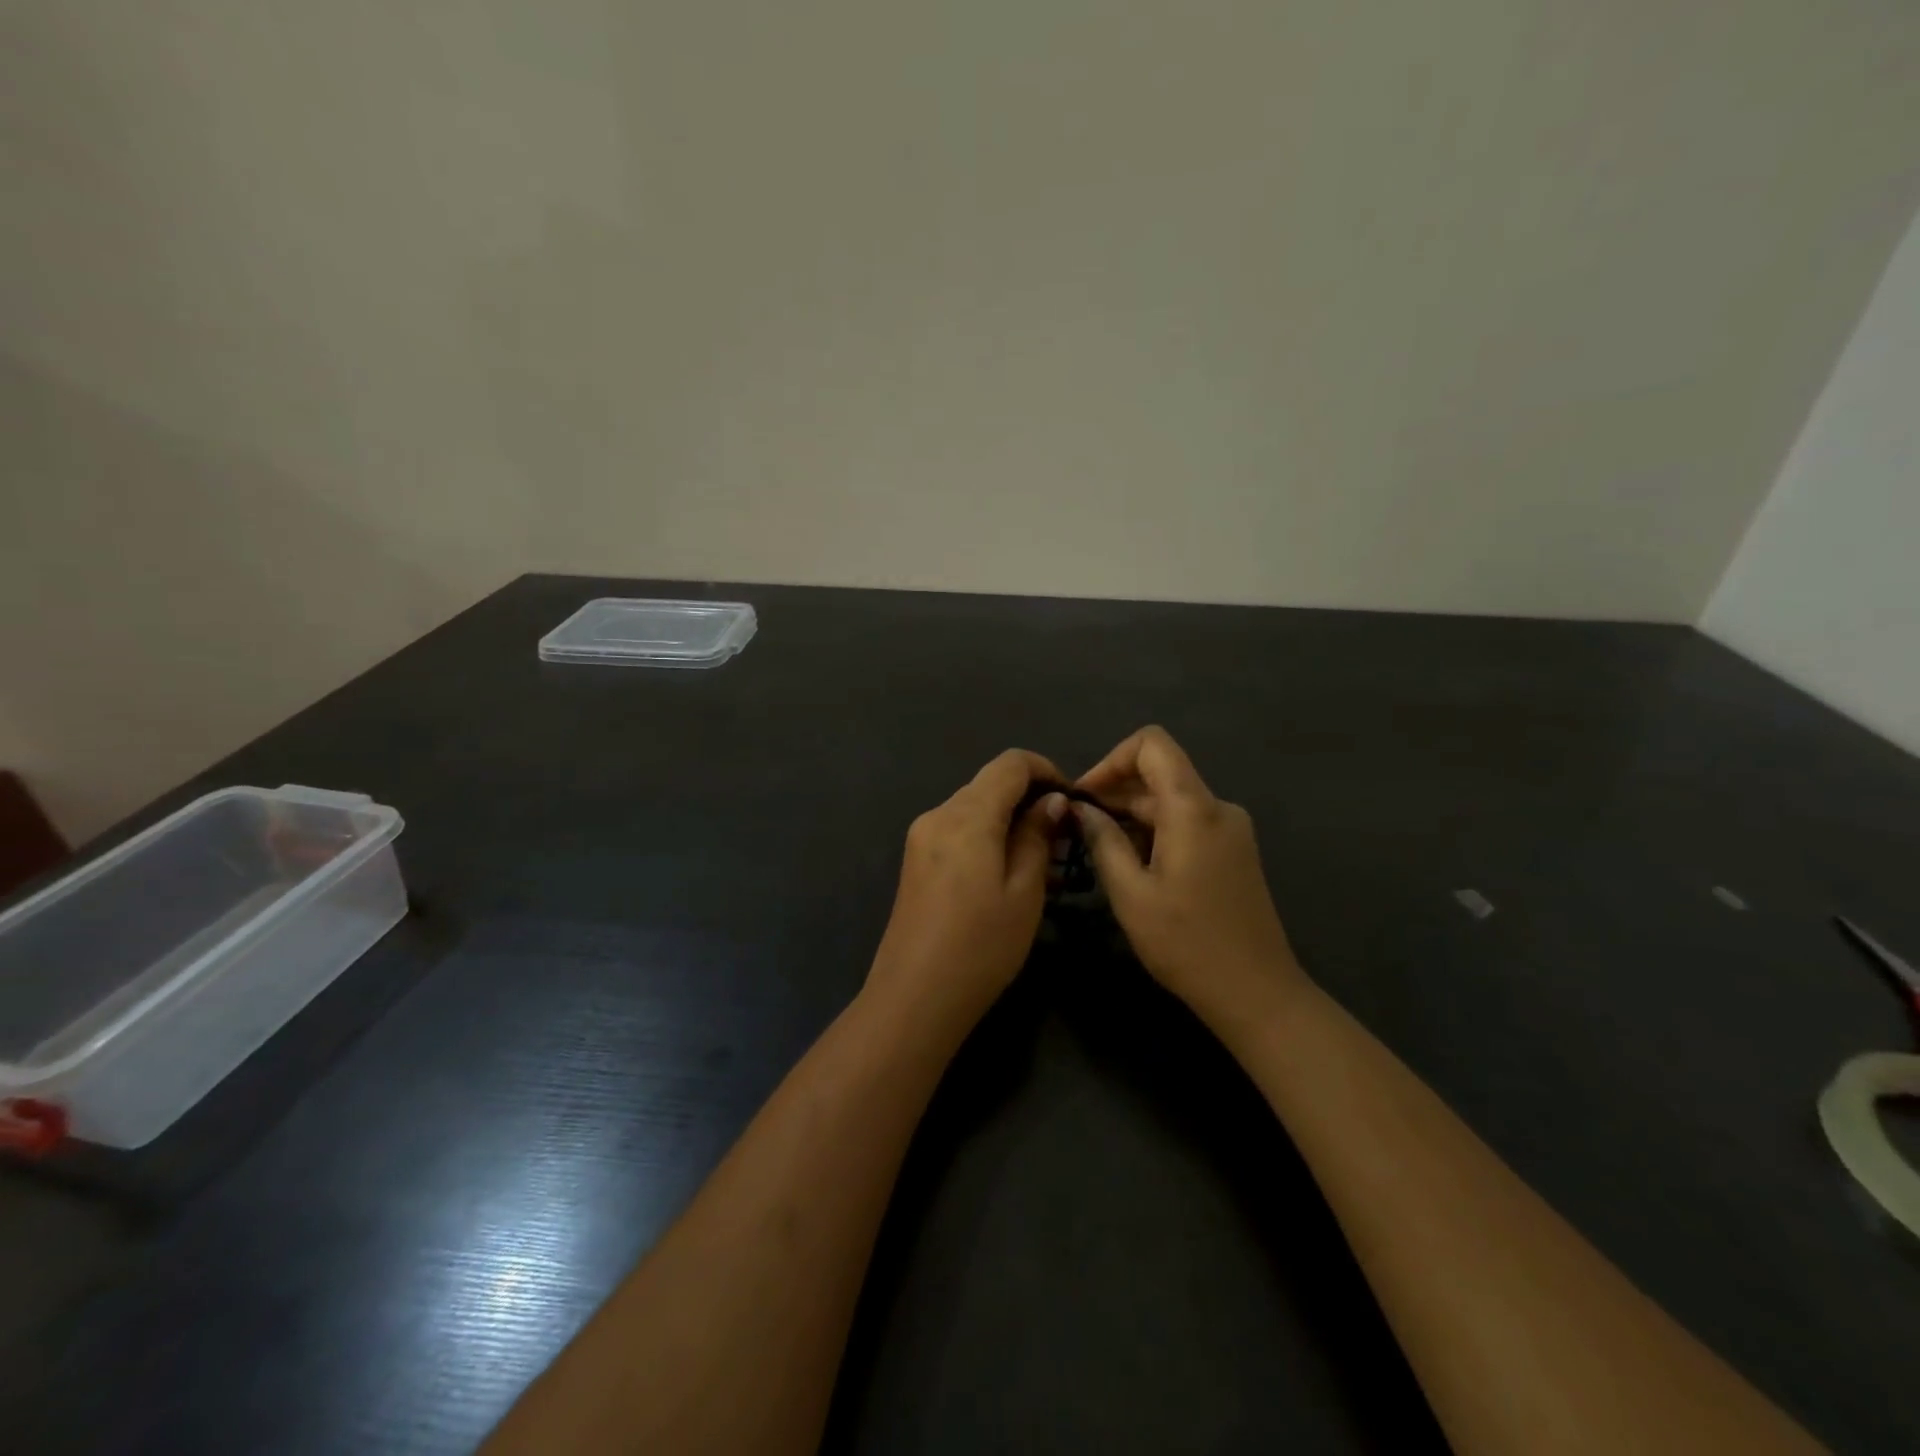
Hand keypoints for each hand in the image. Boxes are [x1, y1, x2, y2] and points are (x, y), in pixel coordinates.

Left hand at [866, 750, 1068, 1033]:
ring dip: (1008, 818)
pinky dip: (986, 835)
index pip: (1011, 763)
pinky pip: (957, 829)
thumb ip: (1037, 836)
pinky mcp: (915, 859)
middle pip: (990, 783)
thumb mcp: (1024, 891)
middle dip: (1029, 798)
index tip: (1072, 802)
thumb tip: (1051, 800)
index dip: (1046, 770)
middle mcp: (938, 814)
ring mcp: (921, 836)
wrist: (914, 997)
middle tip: (1063, 839)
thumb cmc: (981, 947)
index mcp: (966, 816)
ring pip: (974, 806)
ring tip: (1041, 858)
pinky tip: (1006, 870)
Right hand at [1074, 727, 1307, 1031]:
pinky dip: (1154, 831)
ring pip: (1170, 801)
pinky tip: (1132, 865)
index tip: (1085, 797)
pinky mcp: (1234, 850)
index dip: (1111, 760)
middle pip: (1159, 774)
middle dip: (1114, 793)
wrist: (1256, 992)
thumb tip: (1081, 808)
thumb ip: (1104, 841)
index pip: (1152, 744)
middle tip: (1078, 830)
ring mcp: (1230, 829)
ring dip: (1131, 816)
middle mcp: (1217, 807)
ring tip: (1098, 851)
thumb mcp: (1131, 894)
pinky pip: (1186, 822)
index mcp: (1194, 809)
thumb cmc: (1187, 943)